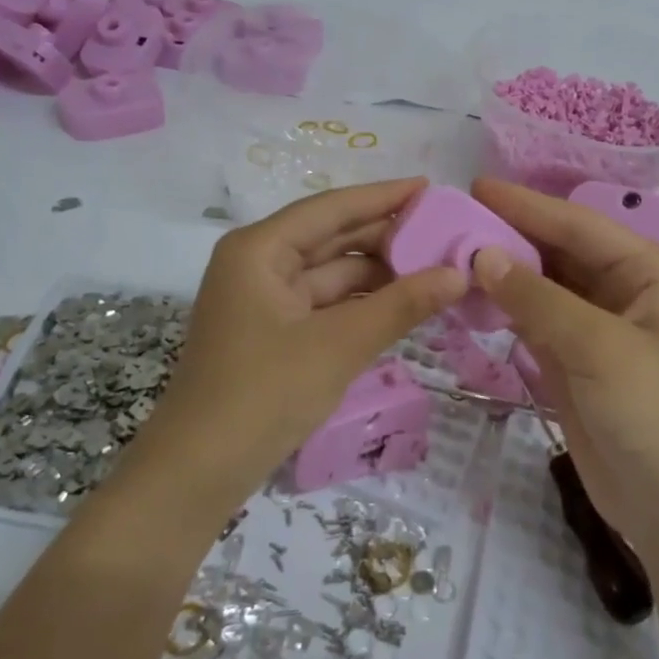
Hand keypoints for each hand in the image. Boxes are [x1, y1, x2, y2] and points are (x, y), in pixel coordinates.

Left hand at [135, 179, 465, 515]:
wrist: (200, 471)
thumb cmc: (264, 393)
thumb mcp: (340, 344)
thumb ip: (401, 305)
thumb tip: (459, 274)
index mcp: (260, 250)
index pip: (331, 208)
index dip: (383, 197)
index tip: (430, 188)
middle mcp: (259, 265)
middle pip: (331, 239)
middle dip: (386, 238)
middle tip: (445, 234)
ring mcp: (264, 302)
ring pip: (331, 276)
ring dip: (379, 276)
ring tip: (436, 271)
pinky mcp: (273, 335)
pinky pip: (325, 306)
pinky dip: (361, 306)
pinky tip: (403, 306)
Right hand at [468, 178, 658, 561]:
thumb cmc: (653, 413)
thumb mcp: (598, 347)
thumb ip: (537, 299)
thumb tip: (481, 255)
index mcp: (645, 272)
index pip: (576, 225)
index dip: (525, 205)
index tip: (473, 187)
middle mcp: (620, 291)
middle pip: (556, 251)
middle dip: (508, 237)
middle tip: (450, 222)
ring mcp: (594, 328)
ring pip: (540, 286)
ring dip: (500, 274)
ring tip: (448, 255)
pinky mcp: (571, 362)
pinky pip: (531, 322)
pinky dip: (502, 310)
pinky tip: (467, 300)